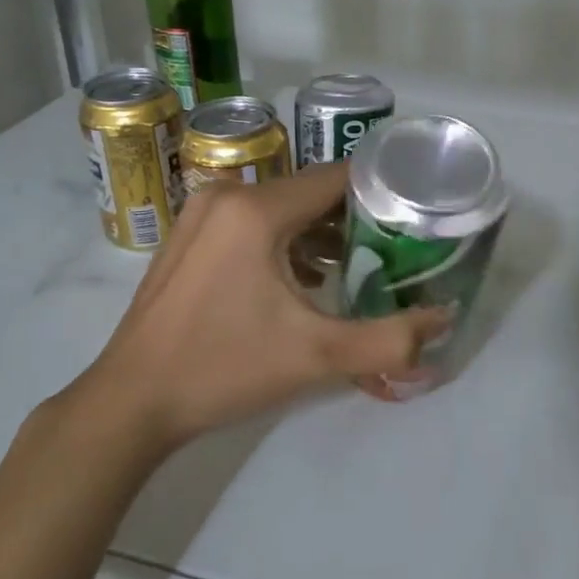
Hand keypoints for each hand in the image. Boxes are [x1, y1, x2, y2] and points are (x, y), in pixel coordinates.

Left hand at [74, 162, 448, 444]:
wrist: (131, 402)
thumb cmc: (224, 369)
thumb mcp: (317, 357)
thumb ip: (390, 339)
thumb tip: (446, 319)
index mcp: (256, 209)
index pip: (338, 177)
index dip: (383, 192)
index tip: (417, 216)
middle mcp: (226, 195)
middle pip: (311, 190)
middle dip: (355, 217)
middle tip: (395, 249)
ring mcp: (201, 213)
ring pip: (282, 206)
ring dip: (320, 231)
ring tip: (358, 266)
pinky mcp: (191, 235)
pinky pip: (253, 221)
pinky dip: (286, 239)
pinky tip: (306, 279)